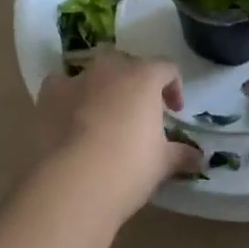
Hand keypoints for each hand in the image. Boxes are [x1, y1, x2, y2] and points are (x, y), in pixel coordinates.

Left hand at [35, 51, 201, 225]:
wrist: (73, 183)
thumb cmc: (128, 167)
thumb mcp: (162, 163)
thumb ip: (181, 154)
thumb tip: (199, 158)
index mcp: (143, 77)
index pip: (166, 68)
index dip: (173, 87)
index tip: (174, 112)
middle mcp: (110, 68)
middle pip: (128, 64)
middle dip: (136, 83)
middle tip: (139, 113)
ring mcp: (77, 78)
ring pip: (94, 72)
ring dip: (102, 87)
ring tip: (104, 116)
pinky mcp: (49, 94)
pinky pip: (61, 85)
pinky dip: (68, 96)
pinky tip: (70, 119)